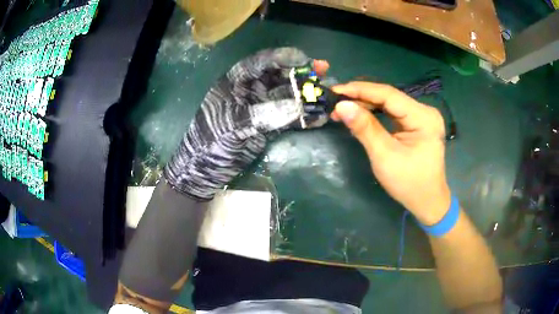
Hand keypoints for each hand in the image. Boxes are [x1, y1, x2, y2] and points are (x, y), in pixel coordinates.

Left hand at [164, 48, 328, 200]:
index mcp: (237, 81)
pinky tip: (320, 118)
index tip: (305, 60)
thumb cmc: (210, 141)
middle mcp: (252, 89)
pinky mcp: (269, 125)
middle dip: (301, 73)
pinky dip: (304, 117)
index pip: (262, 62)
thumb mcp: (231, 124)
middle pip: (280, 75)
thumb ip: (263, 114)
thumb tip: (297, 106)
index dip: (283, 58)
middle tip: (324, 71)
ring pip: (288, 95)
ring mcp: (262, 107)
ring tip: (328, 95)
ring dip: (307, 95)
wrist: (205, 169)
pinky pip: (289, 117)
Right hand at [332, 82, 449, 224]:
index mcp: (423, 117)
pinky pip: (392, 113)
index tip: (335, 91)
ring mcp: (421, 117)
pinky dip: (375, 113)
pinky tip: (360, 114)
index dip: (360, 90)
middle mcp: (425, 111)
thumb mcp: (384, 156)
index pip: (388, 95)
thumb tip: (341, 106)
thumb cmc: (409, 183)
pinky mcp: (416, 124)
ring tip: (343, 108)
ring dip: (366, 104)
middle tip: (335, 101)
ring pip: (389, 103)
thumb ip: (364, 128)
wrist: (427, 201)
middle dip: (361, 97)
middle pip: (389, 97)